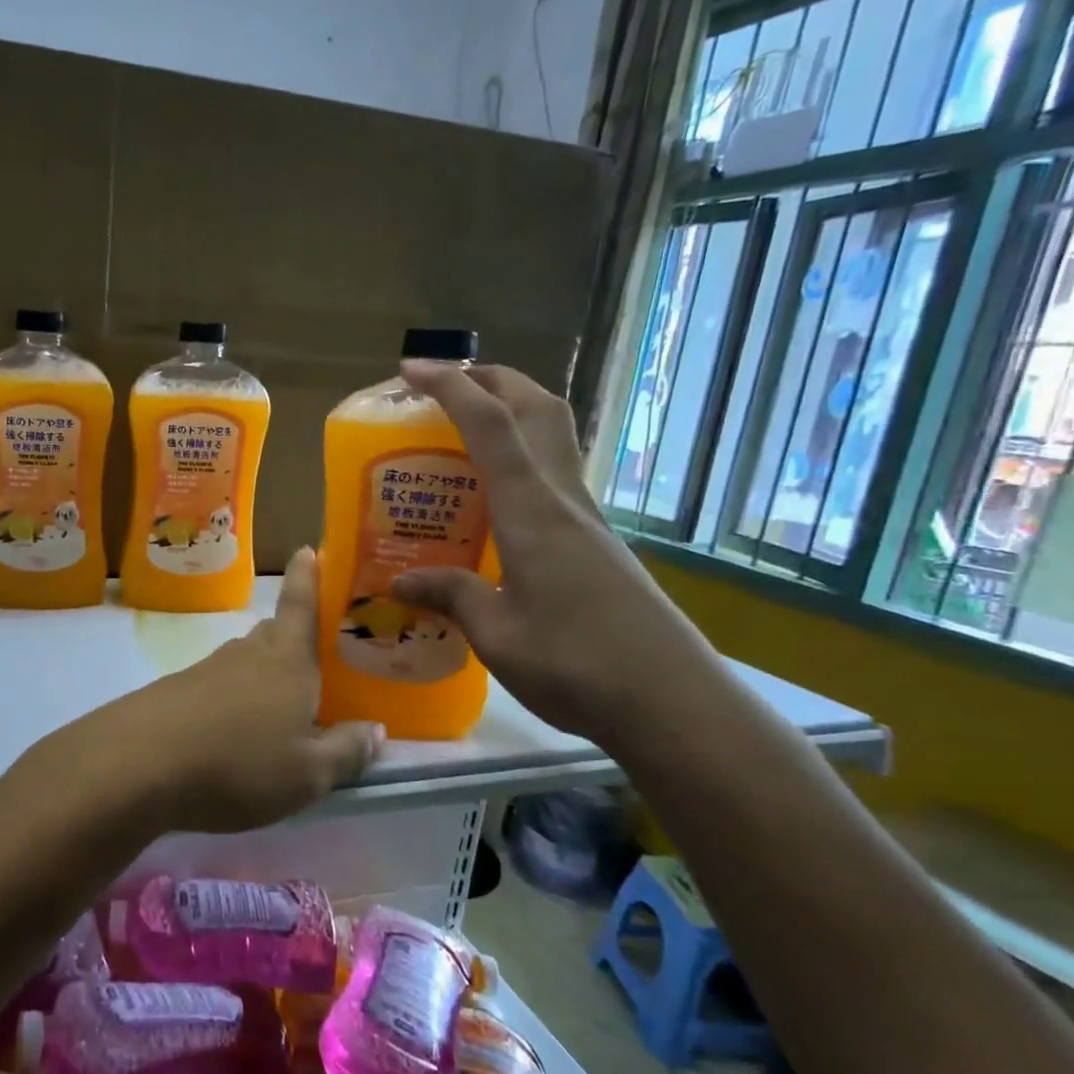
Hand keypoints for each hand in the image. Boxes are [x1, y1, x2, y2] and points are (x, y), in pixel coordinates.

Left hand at [42, 546, 384, 833]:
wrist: (137, 765)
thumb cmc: (239, 764)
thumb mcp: (307, 775)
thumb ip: (346, 752)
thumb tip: (376, 729)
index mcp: (287, 661)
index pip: (301, 606)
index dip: (308, 577)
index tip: (308, 549)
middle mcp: (247, 654)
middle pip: (273, 633)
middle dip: (291, 637)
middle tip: (311, 656)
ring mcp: (205, 669)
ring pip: (244, 661)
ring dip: (261, 673)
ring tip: (276, 705)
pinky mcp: (174, 691)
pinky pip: (215, 685)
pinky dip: (230, 699)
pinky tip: (229, 731)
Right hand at [390, 362, 723, 745]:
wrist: (673, 703)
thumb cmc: (577, 667)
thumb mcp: (496, 636)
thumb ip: (450, 596)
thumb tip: (401, 581)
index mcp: (532, 512)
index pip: (489, 426)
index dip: (450, 387)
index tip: (411, 370)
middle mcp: (564, 500)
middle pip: (537, 409)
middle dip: (492, 379)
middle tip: (444, 384)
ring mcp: (587, 519)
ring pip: (554, 436)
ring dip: (513, 411)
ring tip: (465, 428)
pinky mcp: (597, 542)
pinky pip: (556, 474)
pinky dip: (523, 456)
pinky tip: (496, 497)